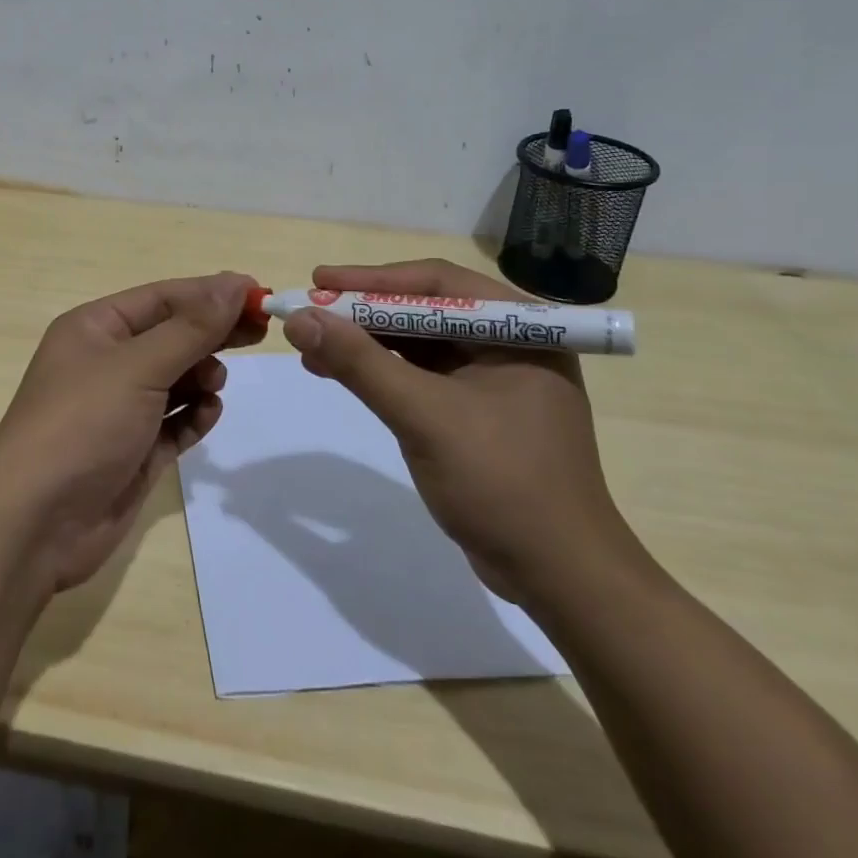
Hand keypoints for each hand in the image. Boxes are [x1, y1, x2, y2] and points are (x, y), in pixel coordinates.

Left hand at [0, 272, 264, 591]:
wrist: (36, 523)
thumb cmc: (83, 424)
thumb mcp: (137, 366)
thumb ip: (190, 328)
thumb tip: (232, 284)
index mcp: (95, 328)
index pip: (162, 298)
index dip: (210, 293)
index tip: (258, 294)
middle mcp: (106, 362)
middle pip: (172, 336)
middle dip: (212, 334)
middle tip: (260, 334)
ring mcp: (120, 409)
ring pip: (176, 379)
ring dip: (201, 377)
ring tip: (213, 385)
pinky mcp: (133, 450)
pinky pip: (175, 422)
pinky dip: (193, 416)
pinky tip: (204, 416)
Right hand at [280, 259, 641, 605]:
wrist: (558, 577)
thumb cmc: (502, 483)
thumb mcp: (424, 416)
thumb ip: (360, 363)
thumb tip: (299, 319)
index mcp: (520, 328)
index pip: (437, 283)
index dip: (372, 279)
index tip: (319, 281)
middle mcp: (510, 342)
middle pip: (424, 309)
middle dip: (364, 311)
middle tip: (310, 311)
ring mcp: (494, 378)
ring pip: (418, 342)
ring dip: (365, 342)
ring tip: (312, 345)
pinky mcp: (477, 411)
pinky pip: (420, 375)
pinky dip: (379, 371)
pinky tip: (340, 373)